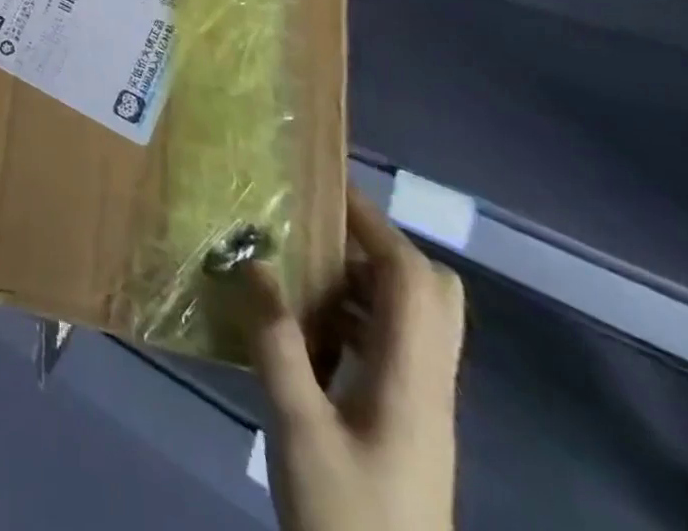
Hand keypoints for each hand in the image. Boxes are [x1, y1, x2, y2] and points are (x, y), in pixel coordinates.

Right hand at [251, 185, 465, 530]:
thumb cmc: (345, 520)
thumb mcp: (297, 428)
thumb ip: (277, 343)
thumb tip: (255, 264)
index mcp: (411, 380)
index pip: (411, 279)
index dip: (374, 226)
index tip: (327, 189)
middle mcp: (429, 384)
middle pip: (432, 293)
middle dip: (379, 247)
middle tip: (321, 229)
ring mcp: (422, 406)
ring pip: (413, 318)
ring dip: (365, 281)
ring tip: (304, 266)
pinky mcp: (407, 424)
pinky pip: (393, 346)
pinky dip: (358, 318)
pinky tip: (310, 326)